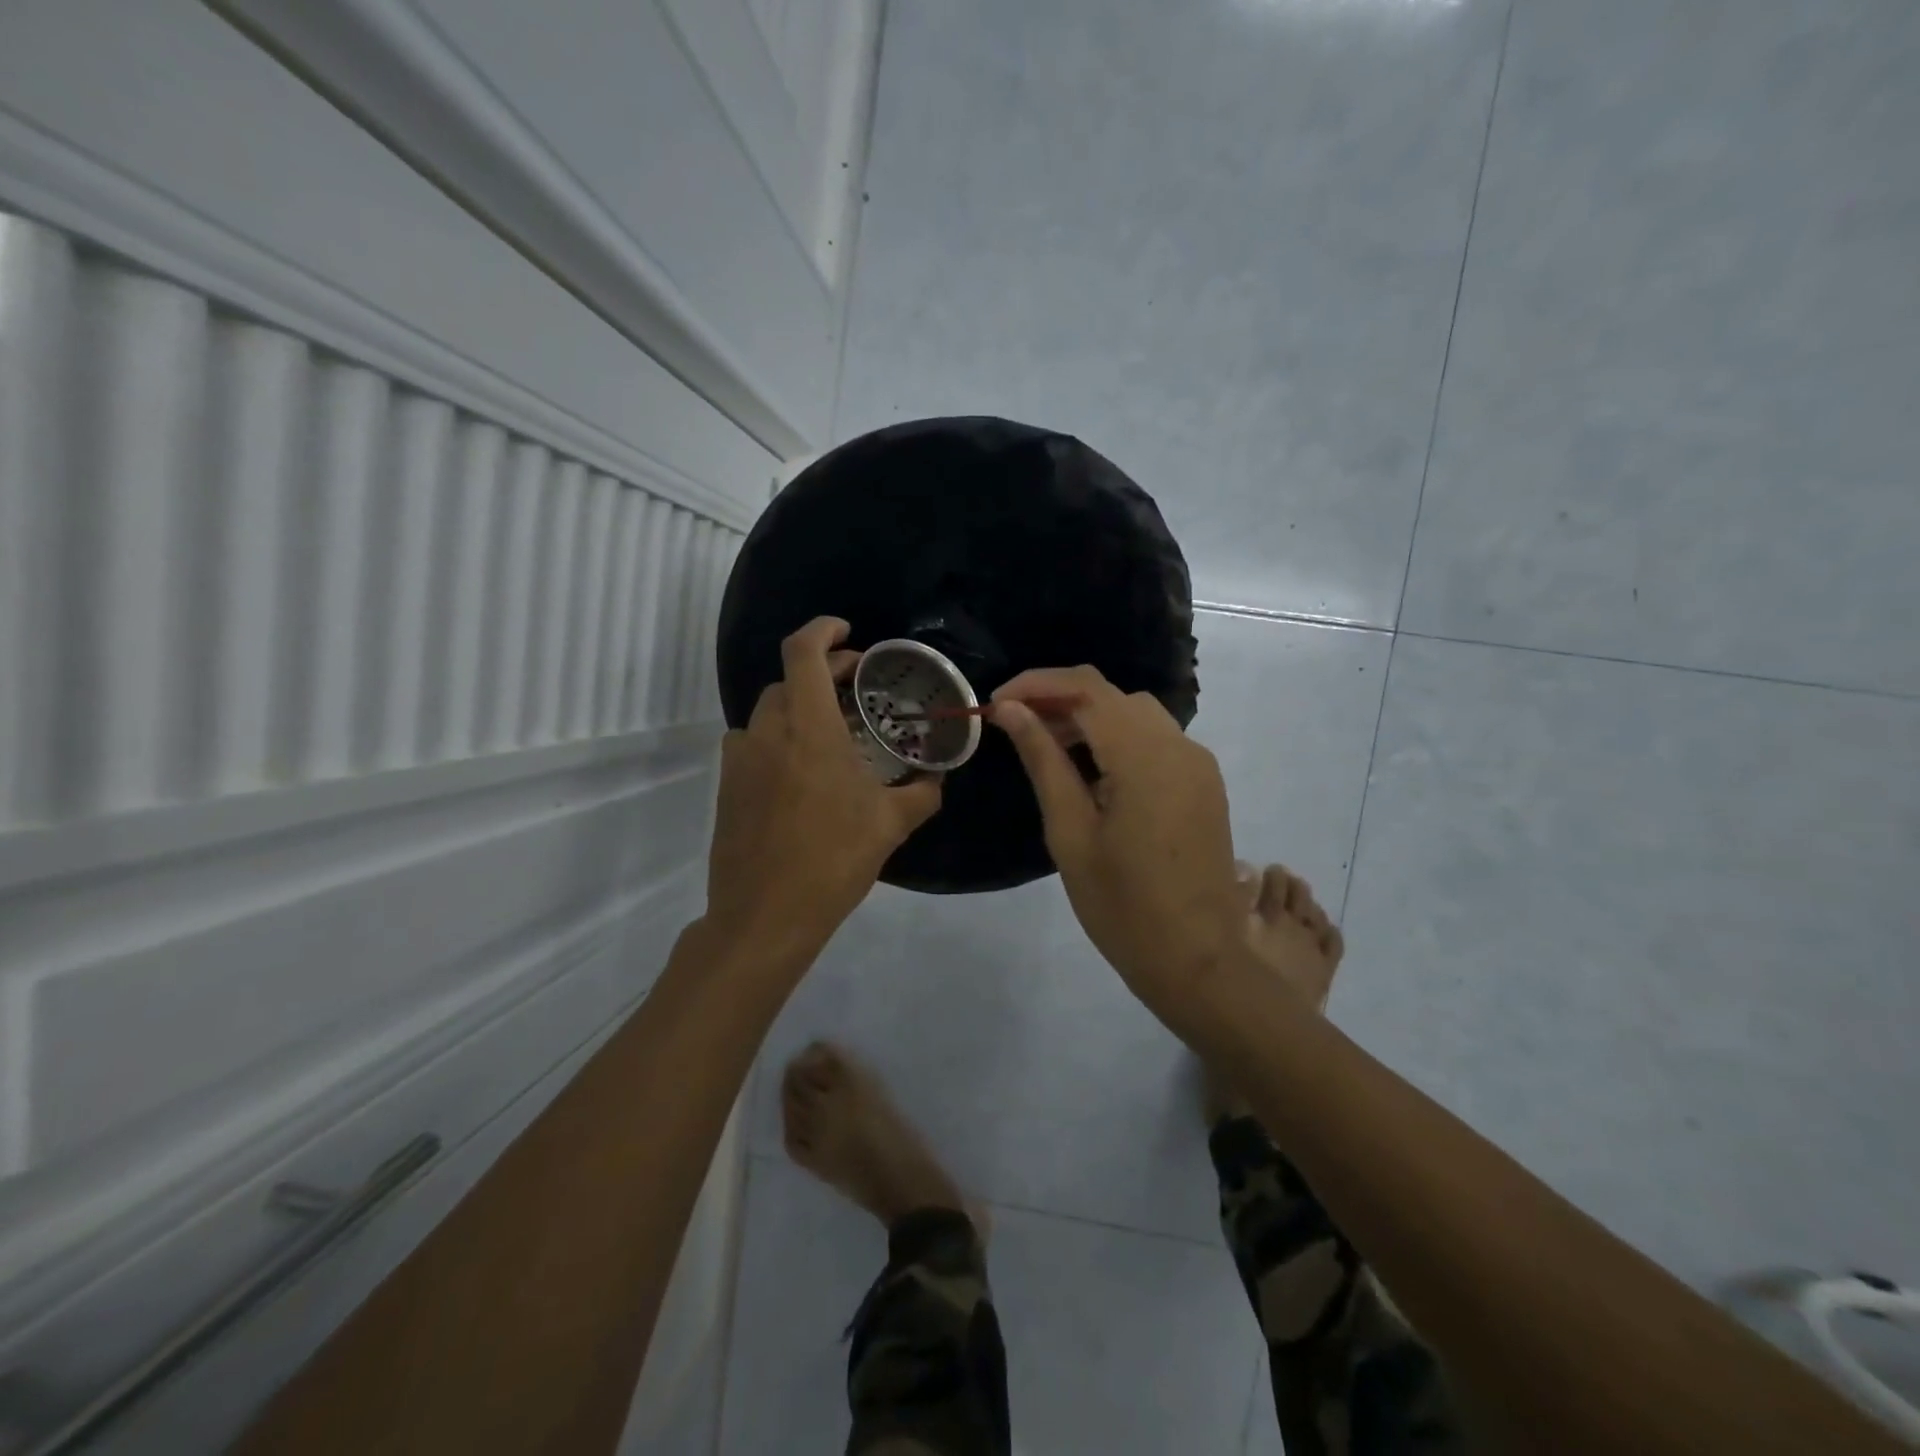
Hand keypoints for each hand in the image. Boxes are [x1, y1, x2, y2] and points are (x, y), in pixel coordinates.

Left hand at [705, 618, 941, 958]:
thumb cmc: (833, 861)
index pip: (803, 652)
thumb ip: (922, 792)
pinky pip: (755, 742)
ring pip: (769, 710)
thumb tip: (938, 777)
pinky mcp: (727, 784)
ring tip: (832, 729)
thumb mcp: (891, 825)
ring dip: (800, 706)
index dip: (823, 629)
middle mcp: (767, 731)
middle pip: (788, 678)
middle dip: (823, 671)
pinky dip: (780, 736)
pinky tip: (803, 769)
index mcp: (808, 728)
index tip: (848, 632)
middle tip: (857, 687)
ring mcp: (740, 758)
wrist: (765, 915)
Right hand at [990, 667, 1242, 1026]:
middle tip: (1017, 730)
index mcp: (1145, 756)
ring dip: (1090, 720)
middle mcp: (1179, 746)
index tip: (998, 702)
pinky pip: (1156, 742)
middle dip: (1061, 701)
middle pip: (1112, 696)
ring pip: (1136, 715)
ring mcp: (1198, 765)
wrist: (1198, 961)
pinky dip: (1119, 741)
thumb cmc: (1122, 905)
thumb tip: (1011, 710)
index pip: (1087, 688)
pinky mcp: (1203, 785)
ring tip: (1049, 750)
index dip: (1038, 684)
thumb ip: (1043, 760)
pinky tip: (1093, 774)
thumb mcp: (1070, 831)